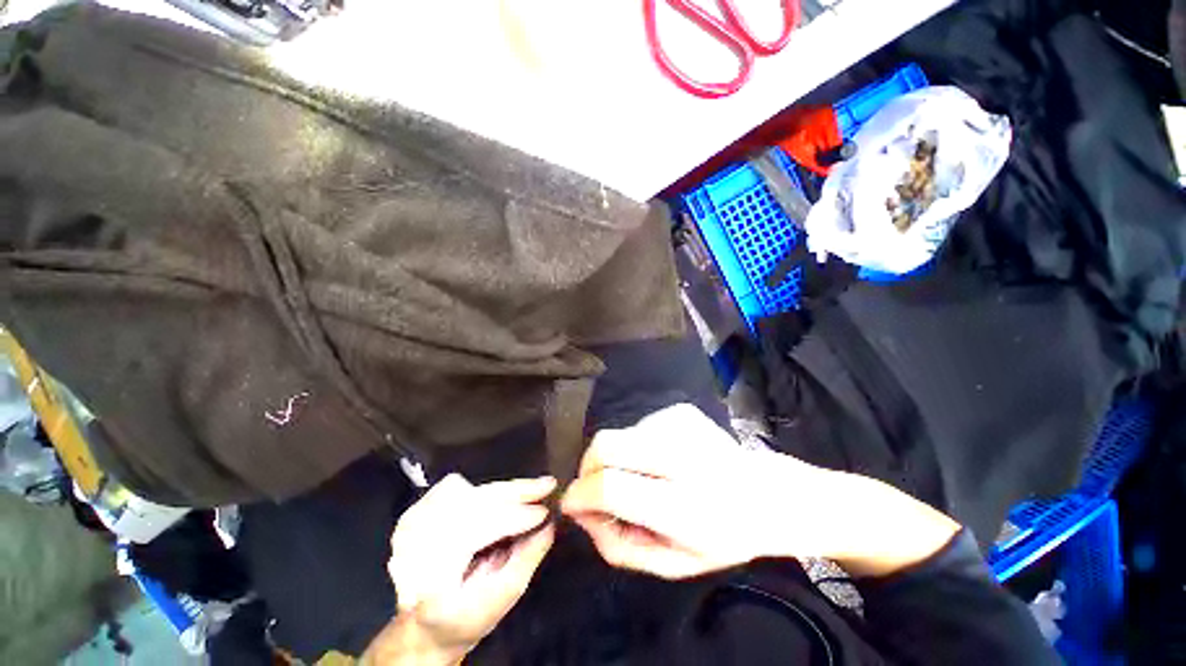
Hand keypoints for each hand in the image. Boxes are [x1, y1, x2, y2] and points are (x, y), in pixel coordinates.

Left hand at [375, 474, 555, 663]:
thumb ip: (526, 559)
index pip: (476, 532)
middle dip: (514, 492)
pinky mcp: (414, 512)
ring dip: (500, 491)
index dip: (514, 518)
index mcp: (431, 579)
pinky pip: (454, 487)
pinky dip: (481, 491)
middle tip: (545, 485)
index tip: (545, 511)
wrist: (424, 626)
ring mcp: (410, 526)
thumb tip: (550, 524)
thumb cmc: (465, 619)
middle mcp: (414, 547)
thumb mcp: (501, 600)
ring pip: (466, 490)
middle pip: (471, 503)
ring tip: (527, 494)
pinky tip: (496, 501)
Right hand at [561, 404, 807, 578]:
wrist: (768, 494)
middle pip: (606, 444)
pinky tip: (660, 460)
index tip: (572, 504)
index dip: (581, 494)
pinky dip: (635, 446)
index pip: (612, 486)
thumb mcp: (672, 563)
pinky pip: (637, 427)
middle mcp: (682, 454)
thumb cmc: (721, 536)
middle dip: (587, 466)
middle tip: (594, 487)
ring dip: (615, 458)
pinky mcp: (680, 411)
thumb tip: (580, 510)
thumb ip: (617, 545)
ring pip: (619, 434)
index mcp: (685, 504)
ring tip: (640, 476)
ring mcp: (681, 424)